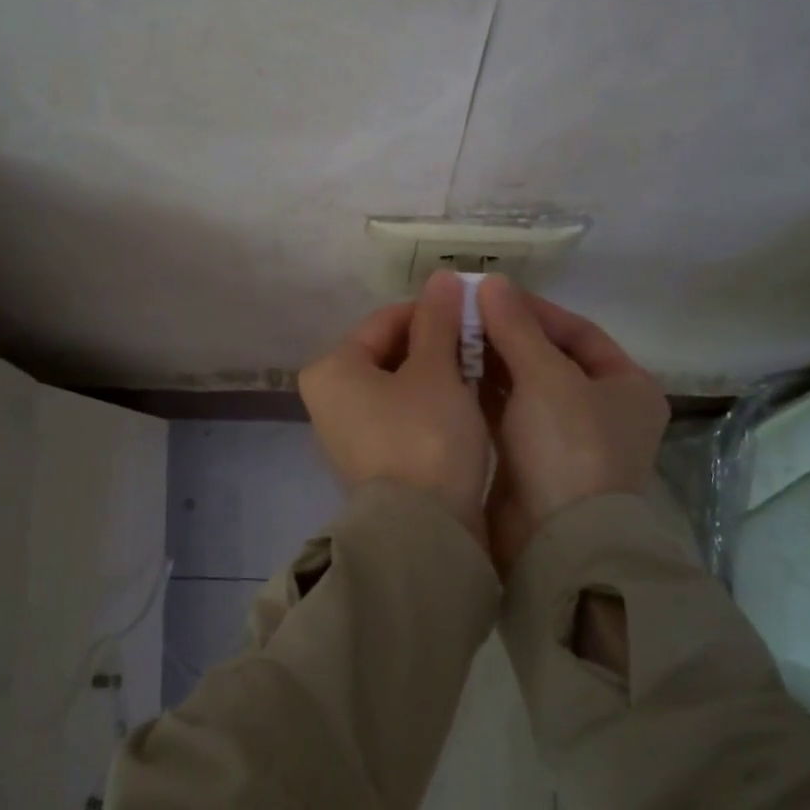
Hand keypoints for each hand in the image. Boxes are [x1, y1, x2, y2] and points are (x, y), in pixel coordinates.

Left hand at [299, 271, 491, 540]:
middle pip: (390, 353)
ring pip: (399, 385)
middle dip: (437, 345)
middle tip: (481, 345)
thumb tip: (441, 277)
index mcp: (332, 369)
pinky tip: (464, 407)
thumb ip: (438, 321)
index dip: (433, 312)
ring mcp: (347, 433)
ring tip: (479, 373)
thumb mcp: (437, 371)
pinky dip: (430, 406)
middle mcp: (328, 398)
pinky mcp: (371, 460)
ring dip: (438, 375)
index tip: (474, 314)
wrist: (422, 532)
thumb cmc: (425, 438)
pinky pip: (401, 416)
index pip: (386, 321)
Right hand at [476, 278, 668, 572]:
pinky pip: (505, 413)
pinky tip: (451, 373)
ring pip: (523, 386)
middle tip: (461, 314)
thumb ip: (517, 327)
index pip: (578, 332)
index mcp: (626, 386)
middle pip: (547, 358)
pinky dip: (482, 393)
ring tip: (450, 338)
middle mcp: (600, 410)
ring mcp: (563, 438)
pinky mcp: (530, 459)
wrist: (556, 539)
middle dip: (506, 335)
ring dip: (490, 362)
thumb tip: (491, 281)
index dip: (534, 310)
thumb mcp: (547, 377)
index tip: (489, 294)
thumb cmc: (568, 447)